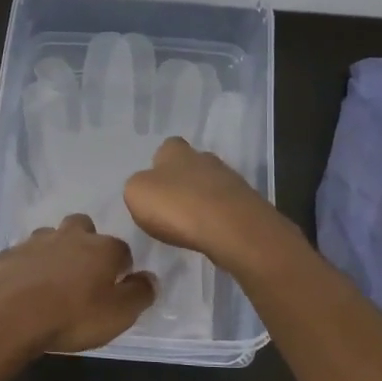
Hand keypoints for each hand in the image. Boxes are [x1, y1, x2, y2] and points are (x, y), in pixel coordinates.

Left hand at [0, 214, 155, 354]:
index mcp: (102, 248)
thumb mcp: (118, 315)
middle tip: (83, 273)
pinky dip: (27, 267)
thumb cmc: (71, 316)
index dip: (121, 267)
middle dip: (86, 243)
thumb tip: (150, 279)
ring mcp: (34, 242)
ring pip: (50, 237)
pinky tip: (24, 288)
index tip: (117, 285)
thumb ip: (139, 294)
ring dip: (54, 252)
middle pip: (83, 228)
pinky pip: (23, 256)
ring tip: (52, 280)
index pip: (122, 250)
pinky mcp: (6, 255)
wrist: (6, 314)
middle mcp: (70, 236)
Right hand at [124, 136, 291, 270]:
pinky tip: (208, 232)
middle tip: (171, 206)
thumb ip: (138, 186)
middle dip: (182, 181)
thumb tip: (147, 187)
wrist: (230, 227)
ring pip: (210, 185)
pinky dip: (216, 217)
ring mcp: (229, 179)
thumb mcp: (136, 193)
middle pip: (191, 165)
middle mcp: (204, 158)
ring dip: (200, 200)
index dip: (160, 164)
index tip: (154, 186)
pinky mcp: (245, 203)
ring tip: (189, 224)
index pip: (167, 147)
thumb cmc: (176, 205)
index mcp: (175, 151)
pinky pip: (224, 206)